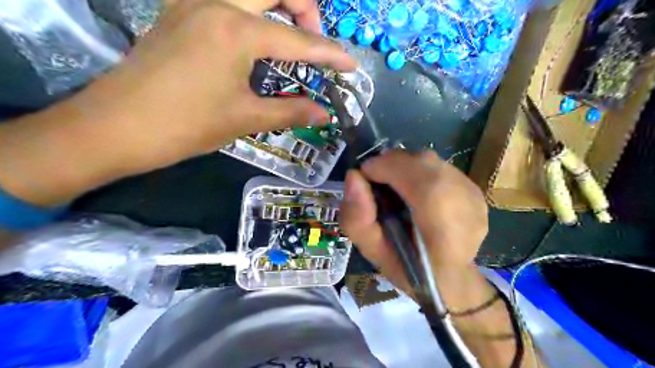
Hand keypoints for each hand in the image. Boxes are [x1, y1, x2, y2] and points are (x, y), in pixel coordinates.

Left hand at [72, 0, 355, 174]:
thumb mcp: (245, 118)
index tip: (351, 64)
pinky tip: (255, 39)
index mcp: (236, 30)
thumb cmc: (186, 125)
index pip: (299, 39)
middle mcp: (216, 2)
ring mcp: (192, 2)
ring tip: (289, 38)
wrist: (116, 127)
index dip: (330, 53)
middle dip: (304, 8)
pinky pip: (226, 0)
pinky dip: (252, 13)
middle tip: (314, 41)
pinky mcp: (178, 12)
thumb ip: (290, 111)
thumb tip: (324, 114)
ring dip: (277, 6)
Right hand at [341, 150, 487, 299]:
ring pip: (430, 160)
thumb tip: (353, 176)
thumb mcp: (373, 252)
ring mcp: (474, 194)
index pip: (416, 175)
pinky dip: (419, 171)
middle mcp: (466, 203)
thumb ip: (357, 218)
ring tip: (395, 188)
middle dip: (392, 164)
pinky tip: (415, 192)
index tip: (364, 177)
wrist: (451, 279)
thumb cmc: (409, 271)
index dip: (384, 168)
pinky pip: (438, 166)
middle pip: (422, 161)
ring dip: (405, 167)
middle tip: (377, 183)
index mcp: (443, 227)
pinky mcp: (475, 189)